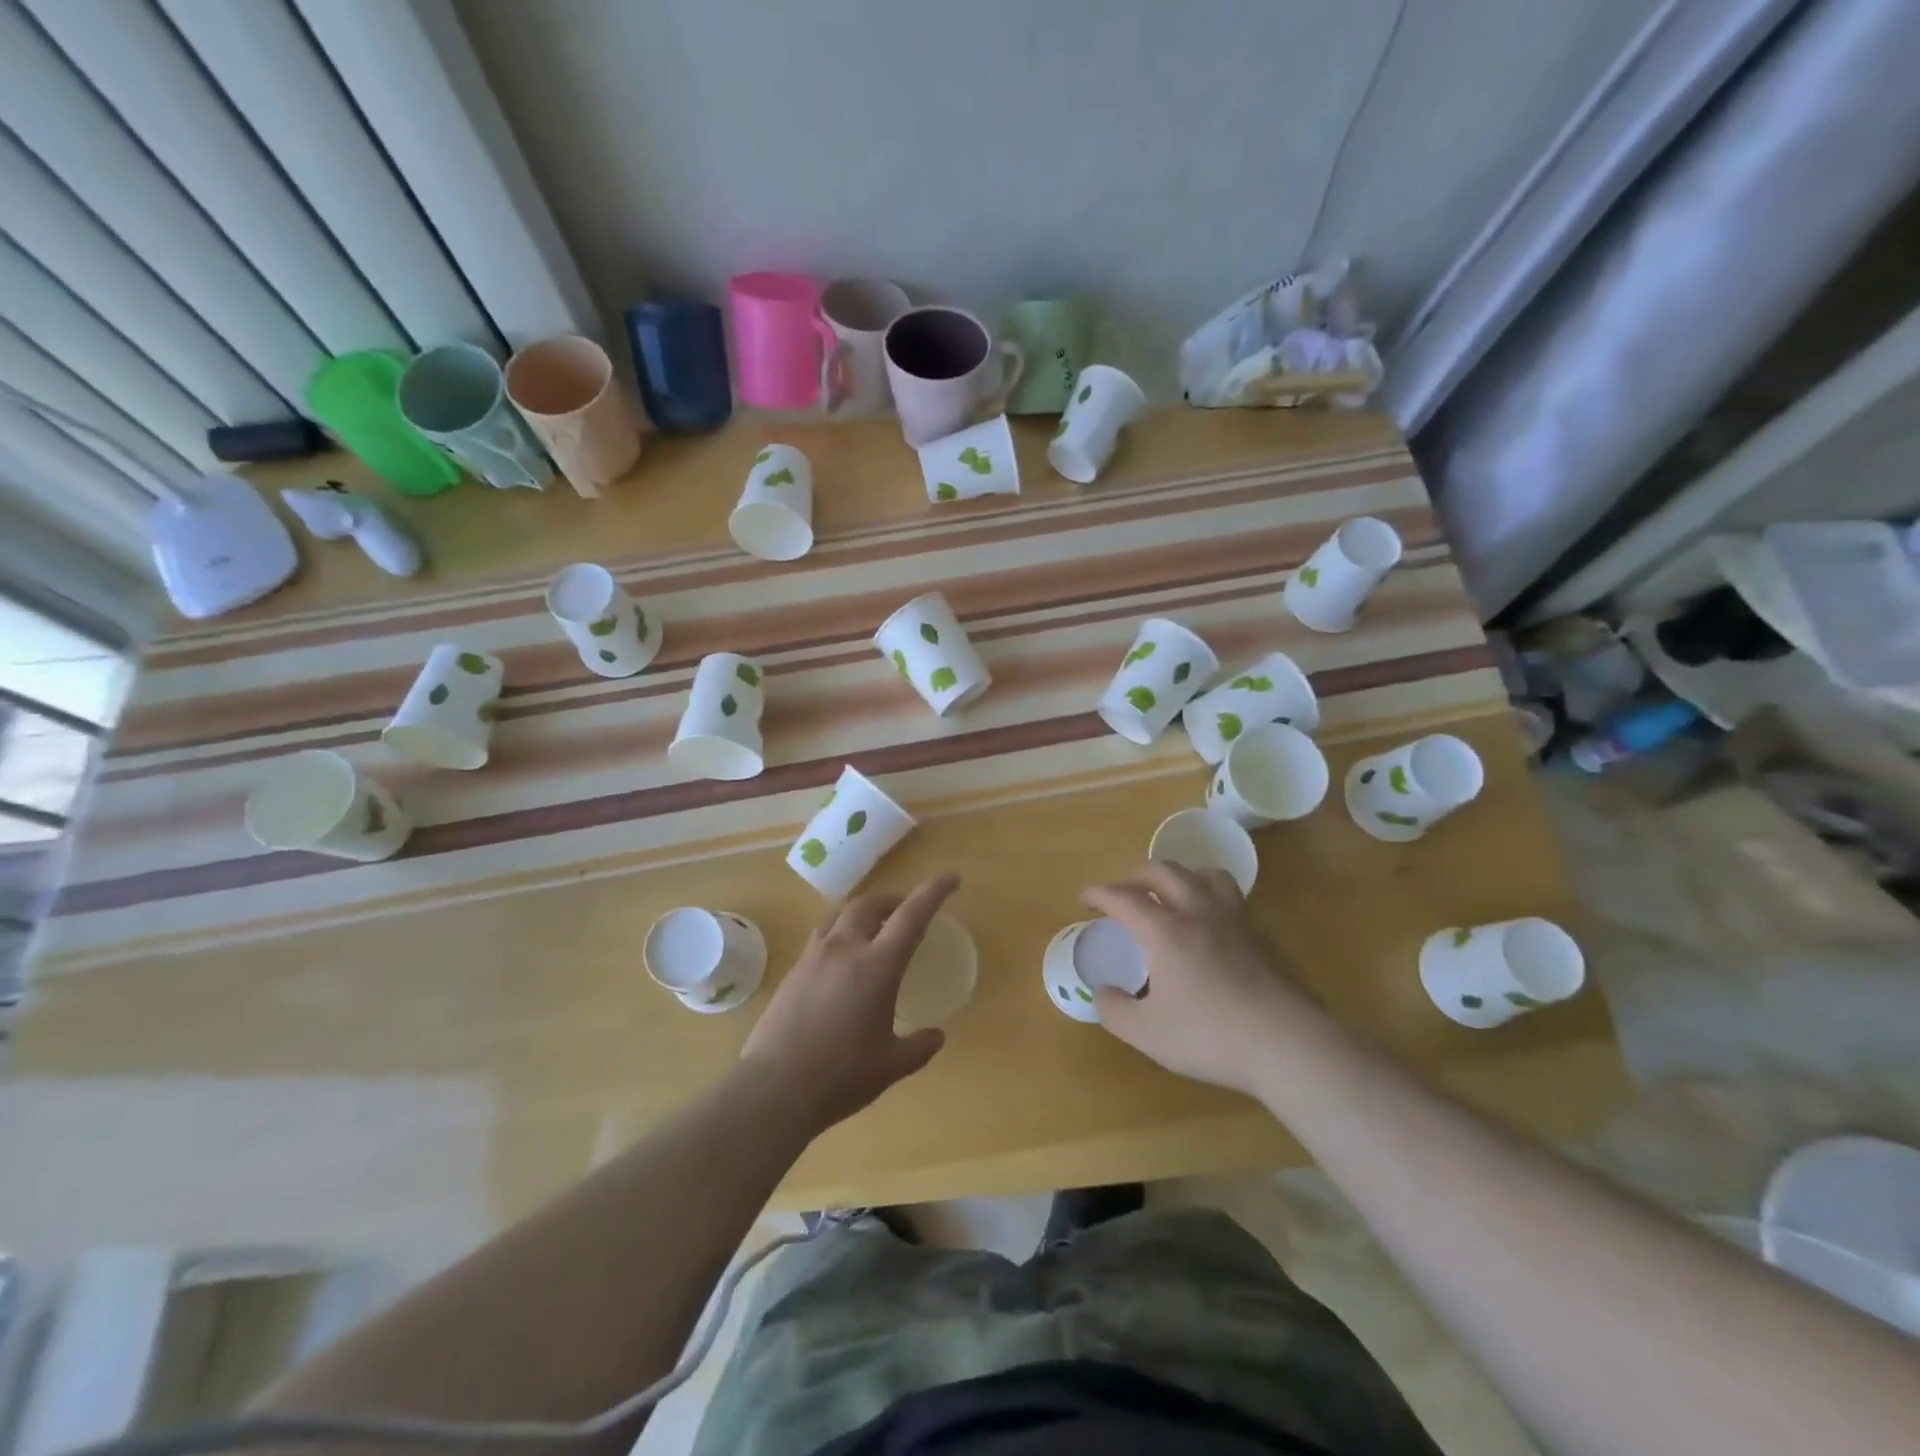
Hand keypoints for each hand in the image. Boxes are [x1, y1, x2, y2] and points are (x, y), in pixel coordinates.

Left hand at [740, 874, 955, 1131]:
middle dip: (894, 899)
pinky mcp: (794, 970)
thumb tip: (936, 1035)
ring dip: (864, 911)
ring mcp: (814, 956)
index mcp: (877, 966)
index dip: (933, 892)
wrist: (774, 1088)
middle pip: (871, 904)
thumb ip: (919, 1047)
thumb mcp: (891, 1066)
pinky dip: (841, 930)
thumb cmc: (841, 1076)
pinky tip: (843, 956)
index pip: (912, 915)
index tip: (950, 878)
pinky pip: (822, 934)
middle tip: (907, 909)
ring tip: (875, 926)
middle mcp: (845, 949)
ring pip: (841, 913)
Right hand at [1084, 863, 1317, 1095]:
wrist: (1287, 1044)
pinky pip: (1230, 899)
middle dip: (1136, 875)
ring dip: (1180, 876)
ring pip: (1205, 875)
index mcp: (1165, 931)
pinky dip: (1210, 898)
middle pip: (1164, 872)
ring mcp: (1234, 921)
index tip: (1085, 898)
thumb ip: (1115, 1010)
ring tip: (1171, 894)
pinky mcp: (1261, 936)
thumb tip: (1102, 992)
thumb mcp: (1147, 1034)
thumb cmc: (1210, 1036)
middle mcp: (1198, 913)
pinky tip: (1210, 926)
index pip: (1124, 898)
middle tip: (1123, 890)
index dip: (1100, 894)